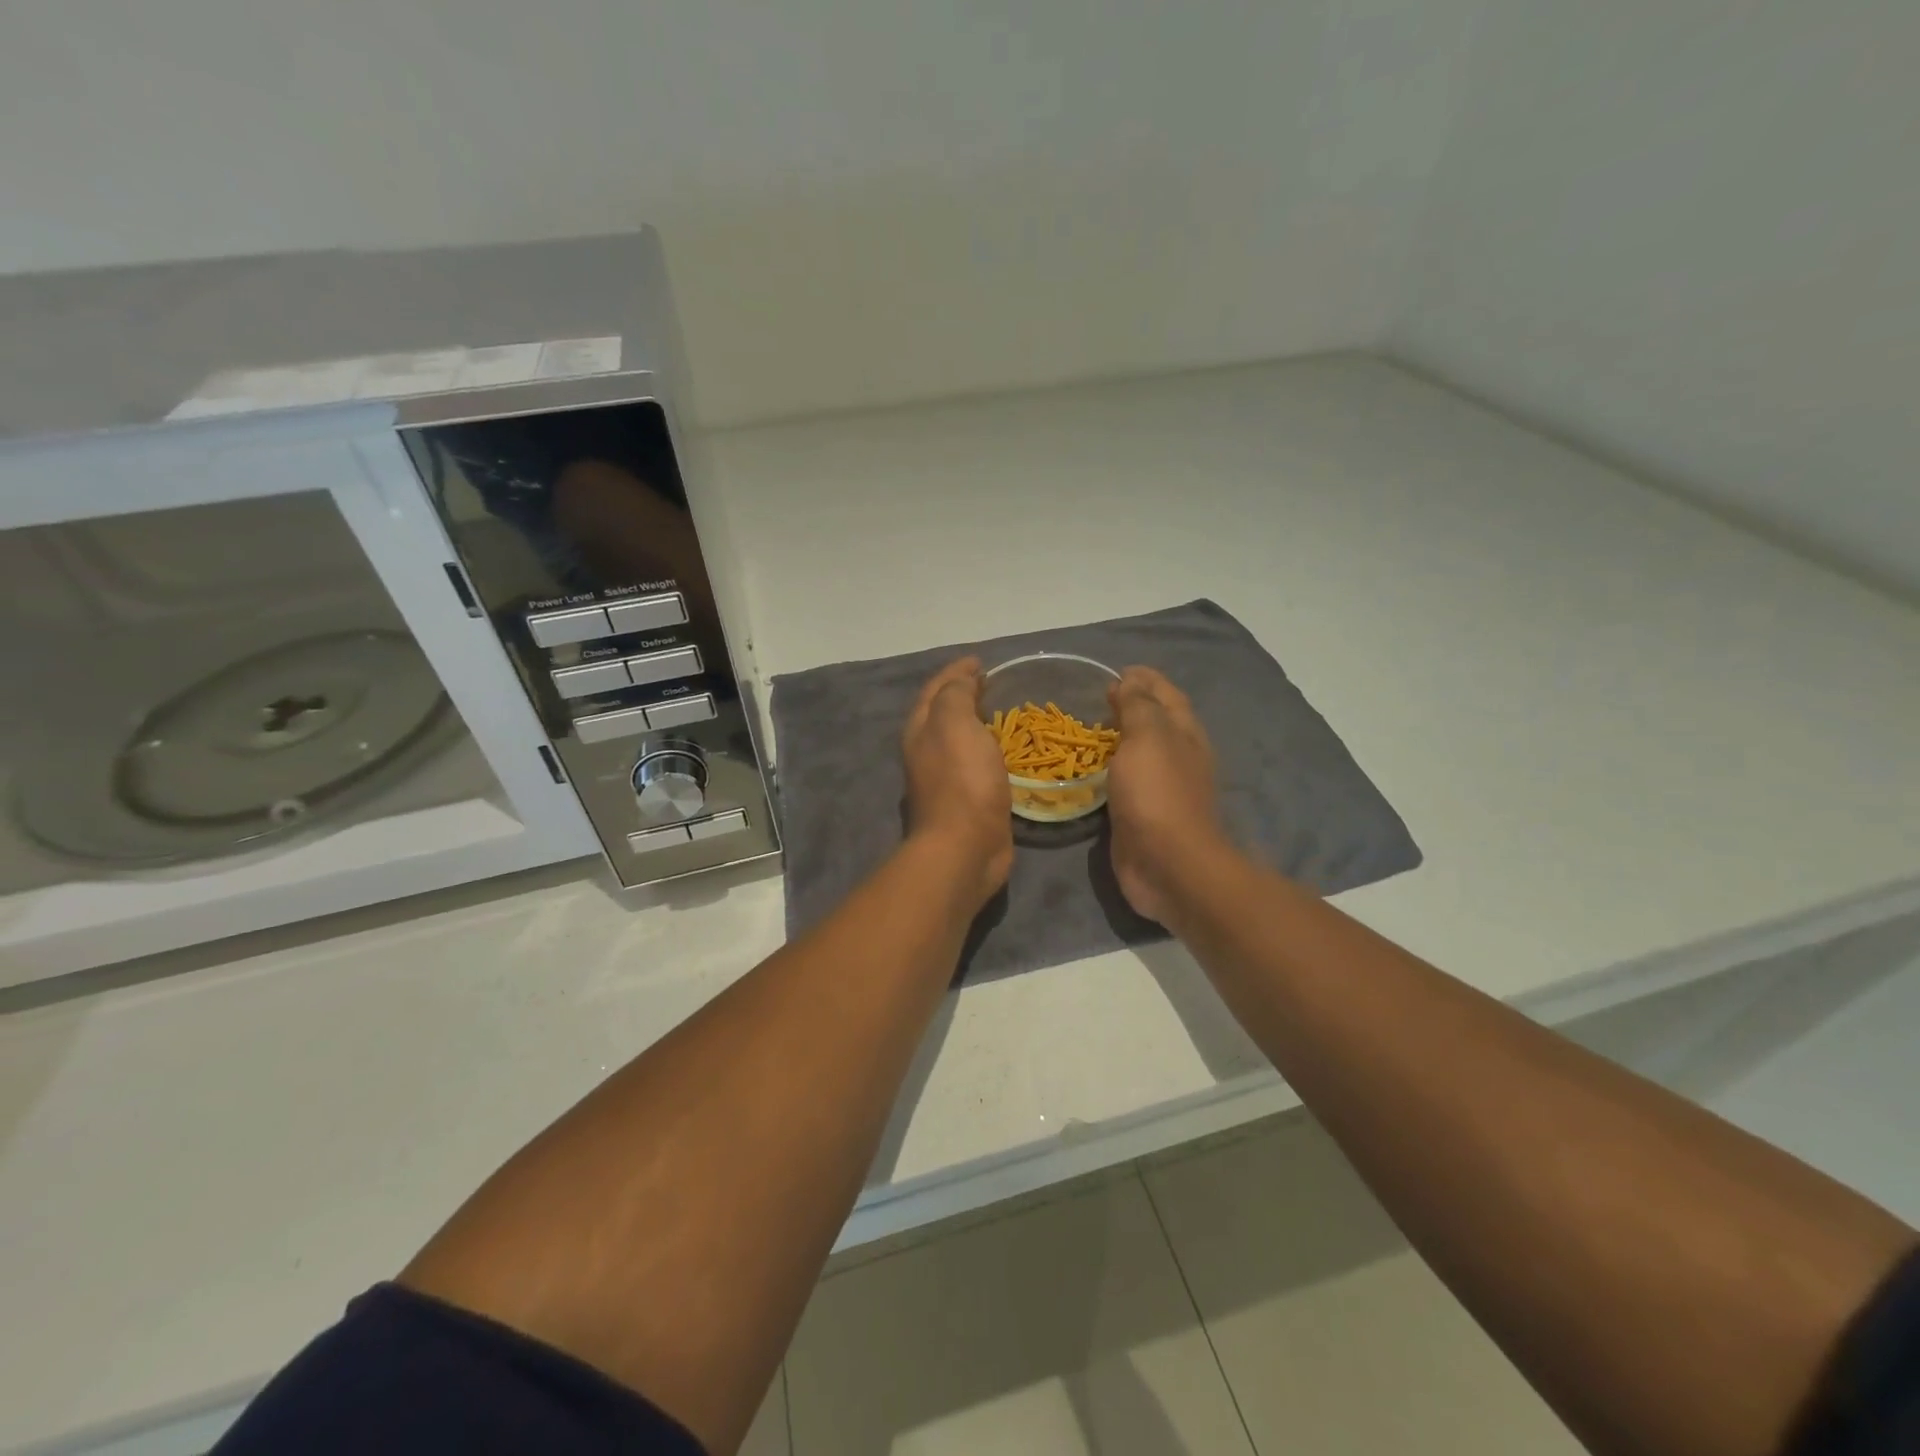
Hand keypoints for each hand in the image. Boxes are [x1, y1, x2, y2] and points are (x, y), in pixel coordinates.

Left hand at [902, 657, 1013, 910]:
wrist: (964, 847)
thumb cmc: (961, 780)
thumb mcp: (955, 723)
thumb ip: (956, 695)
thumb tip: (962, 679)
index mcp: (920, 730)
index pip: (936, 689)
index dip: (956, 671)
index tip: (981, 661)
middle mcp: (926, 752)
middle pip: (942, 713)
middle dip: (963, 695)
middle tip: (992, 684)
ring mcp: (944, 779)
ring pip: (959, 740)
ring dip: (976, 723)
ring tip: (1002, 713)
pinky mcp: (966, 802)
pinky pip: (976, 764)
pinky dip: (988, 750)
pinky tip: (1006, 752)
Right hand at [1105, 667, 1225, 925]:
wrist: (1167, 864)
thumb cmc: (1157, 794)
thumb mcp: (1147, 737)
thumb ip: (1138, 706)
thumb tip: (1131, 680)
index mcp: (1184, 733)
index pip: (1166, 694)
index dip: (1145, 679)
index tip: (1116, 670)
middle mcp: (1178, 756)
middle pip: (1156, 722)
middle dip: (1131, 706)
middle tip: (1097, 698)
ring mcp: (1161, 788)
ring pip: (1139, 753)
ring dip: (1119, 739)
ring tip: (1088, 729)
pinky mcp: (1142, 814)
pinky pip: (1124, 782)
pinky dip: (1109, 770)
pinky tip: (1089, 770)